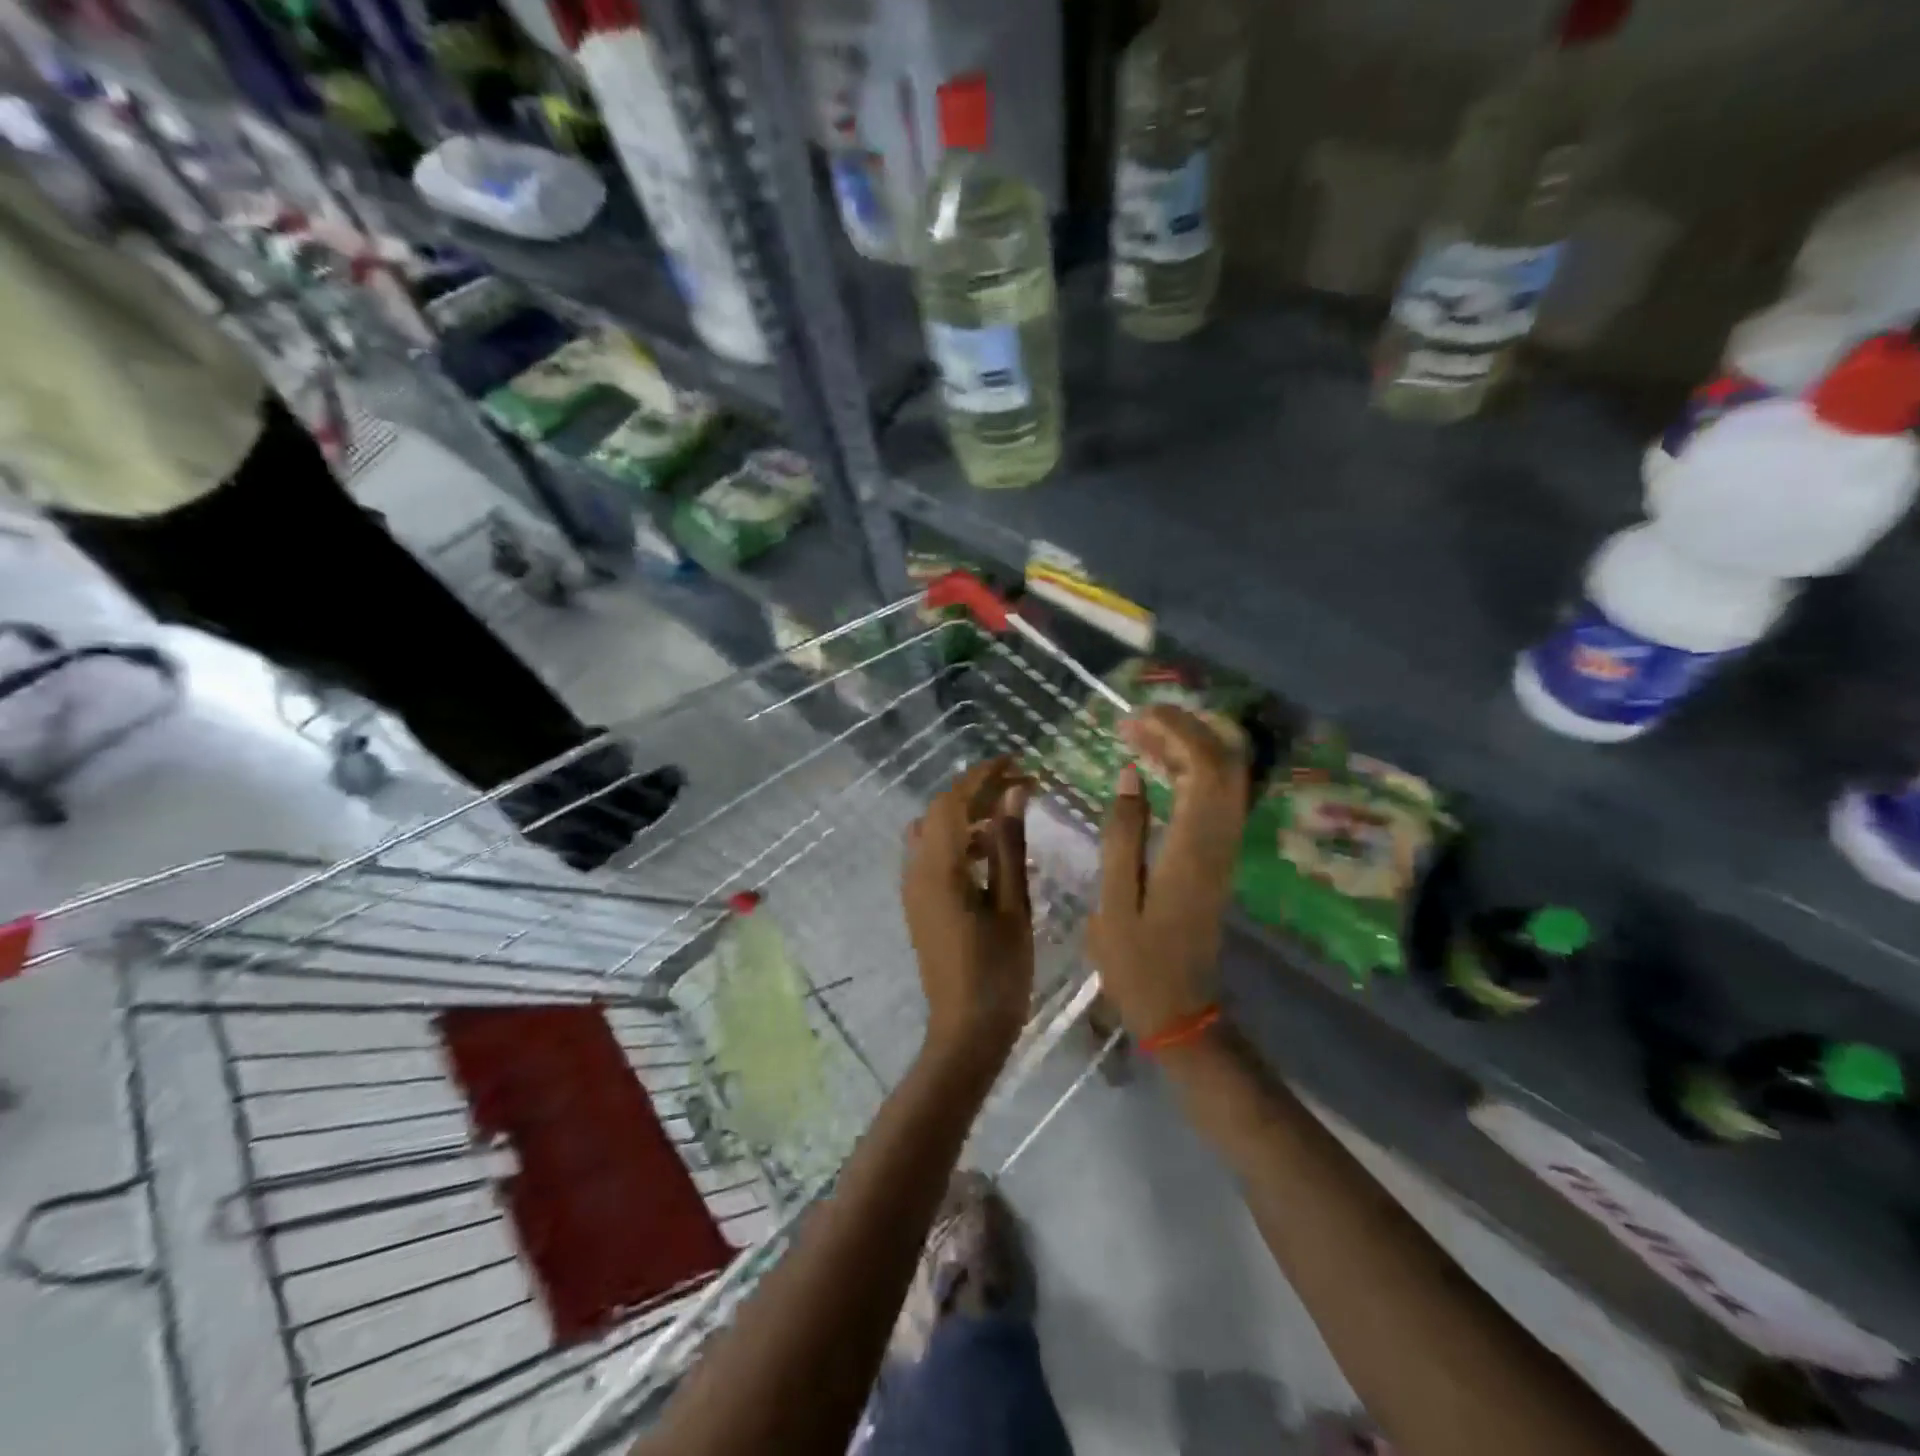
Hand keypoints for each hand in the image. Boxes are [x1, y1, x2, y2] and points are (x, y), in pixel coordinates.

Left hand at [902, 757, 1034, 1078]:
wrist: (966, 1031)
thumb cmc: (998, 971)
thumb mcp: (1012, 904)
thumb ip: (1009, 845)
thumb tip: (1013, 793)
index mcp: (938, 868)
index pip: (953, 801)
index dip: (982, 775)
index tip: (1015, 760)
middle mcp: (916, 870)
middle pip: (941, 813)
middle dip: (977, 792)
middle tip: (1020, 786)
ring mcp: (914, 888)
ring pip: (935, 833)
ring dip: (969, 817)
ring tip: (1011, 817)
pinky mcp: (919, 904)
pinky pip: (934, 856)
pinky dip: (961, 842)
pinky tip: (992, 855)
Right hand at [1088, 706, 1249, 1040]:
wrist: (1181, 1009)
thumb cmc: (1137, 961)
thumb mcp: (1113, 900)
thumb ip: (1122, 834)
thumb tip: (1130, 775)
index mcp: (1193, 847)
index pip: (1204, 767)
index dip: (1176, 730)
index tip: (1135, 717)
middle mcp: (1220, 840)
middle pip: (1224, 763)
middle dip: (1184, 729)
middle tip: (1134, 722)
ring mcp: (1225, 848)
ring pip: (1223, 778)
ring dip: (1186, 748)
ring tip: (1137, 738)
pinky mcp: (1220, 857)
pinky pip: (1214, 798)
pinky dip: (1190, 772)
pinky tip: (1155, 771)